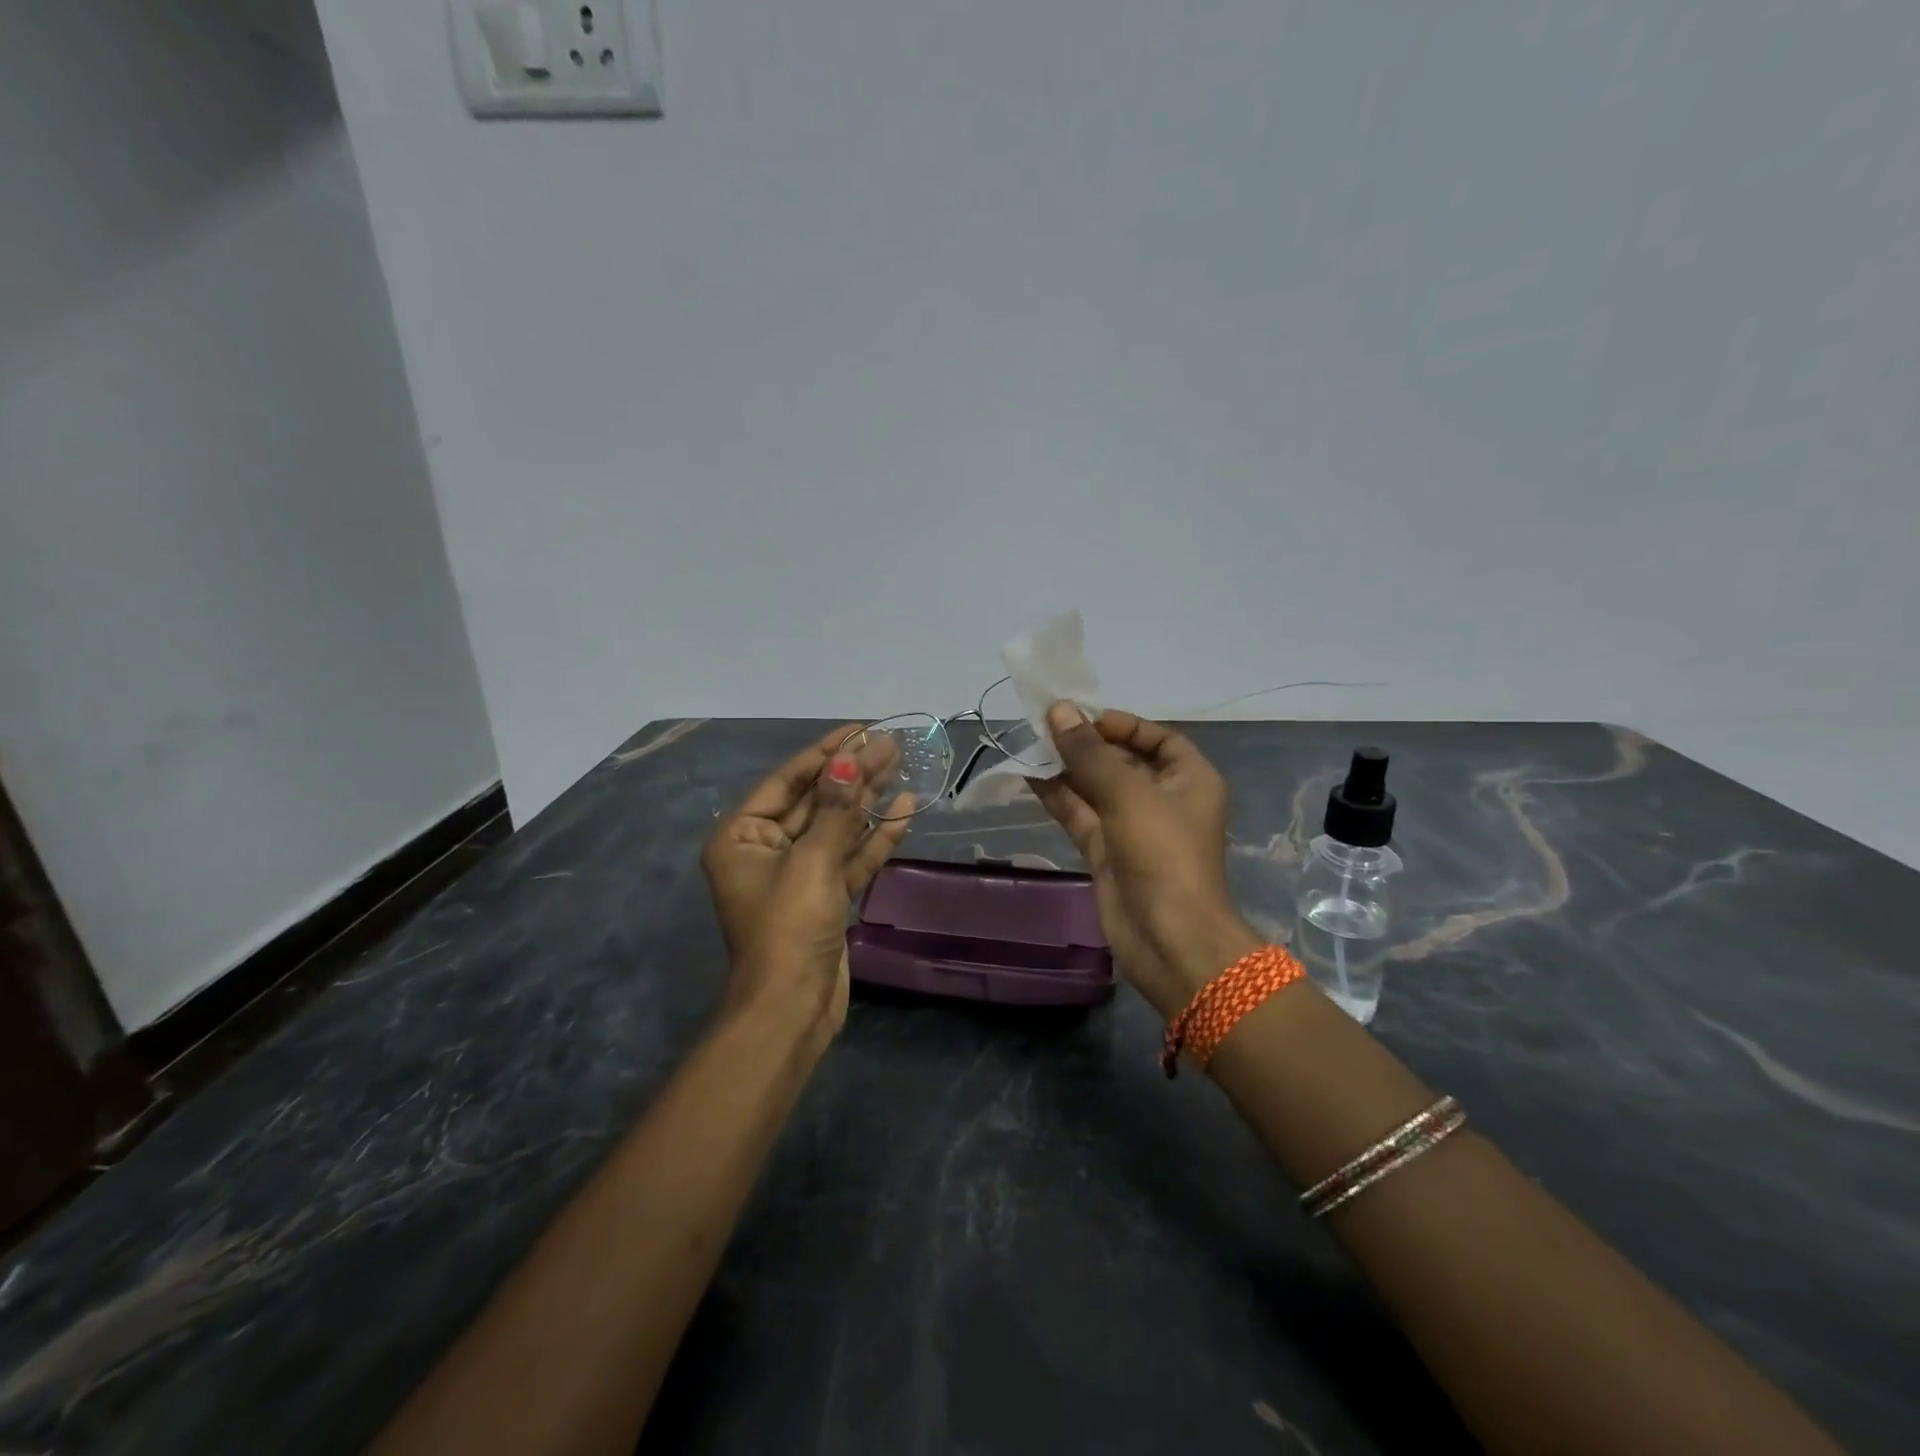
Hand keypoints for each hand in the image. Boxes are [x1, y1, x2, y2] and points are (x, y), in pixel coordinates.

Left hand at [701, 725, 913, 1037]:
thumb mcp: (811, 862)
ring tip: (901, 766)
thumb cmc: (788, 928)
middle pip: (815, 801)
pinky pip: (850, 857)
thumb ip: (835, 810)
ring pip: (837, 827)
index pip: (787, 780)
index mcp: (742, 836)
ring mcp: (798, 874)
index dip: (826, 753)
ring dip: (867, 800)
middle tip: (891, 745)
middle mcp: (765, 849)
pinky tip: (904, 810)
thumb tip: (849, 759)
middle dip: (852, 774)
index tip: (860, 729)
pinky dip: (875, 837)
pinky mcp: (825, 897)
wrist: (791, 1009)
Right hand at [1029, 703, 1257, 1017]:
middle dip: (1086, 745)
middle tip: (1045, 727)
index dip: (1123, 725)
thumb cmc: (1163, 854)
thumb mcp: (1128, 794)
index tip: (1084, 718)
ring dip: (1066, 769)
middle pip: (1122, 761)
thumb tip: (1059, 710)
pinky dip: (1058, 797)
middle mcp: (1163, 799)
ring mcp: (1132, 828)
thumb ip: (1089, 753)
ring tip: (1030, 745)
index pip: (1158, 738)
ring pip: (1096, 788)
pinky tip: (1029, 776)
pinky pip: (1081, 815)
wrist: (1168, 939)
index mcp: (1189, 779)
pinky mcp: (1107, 852)